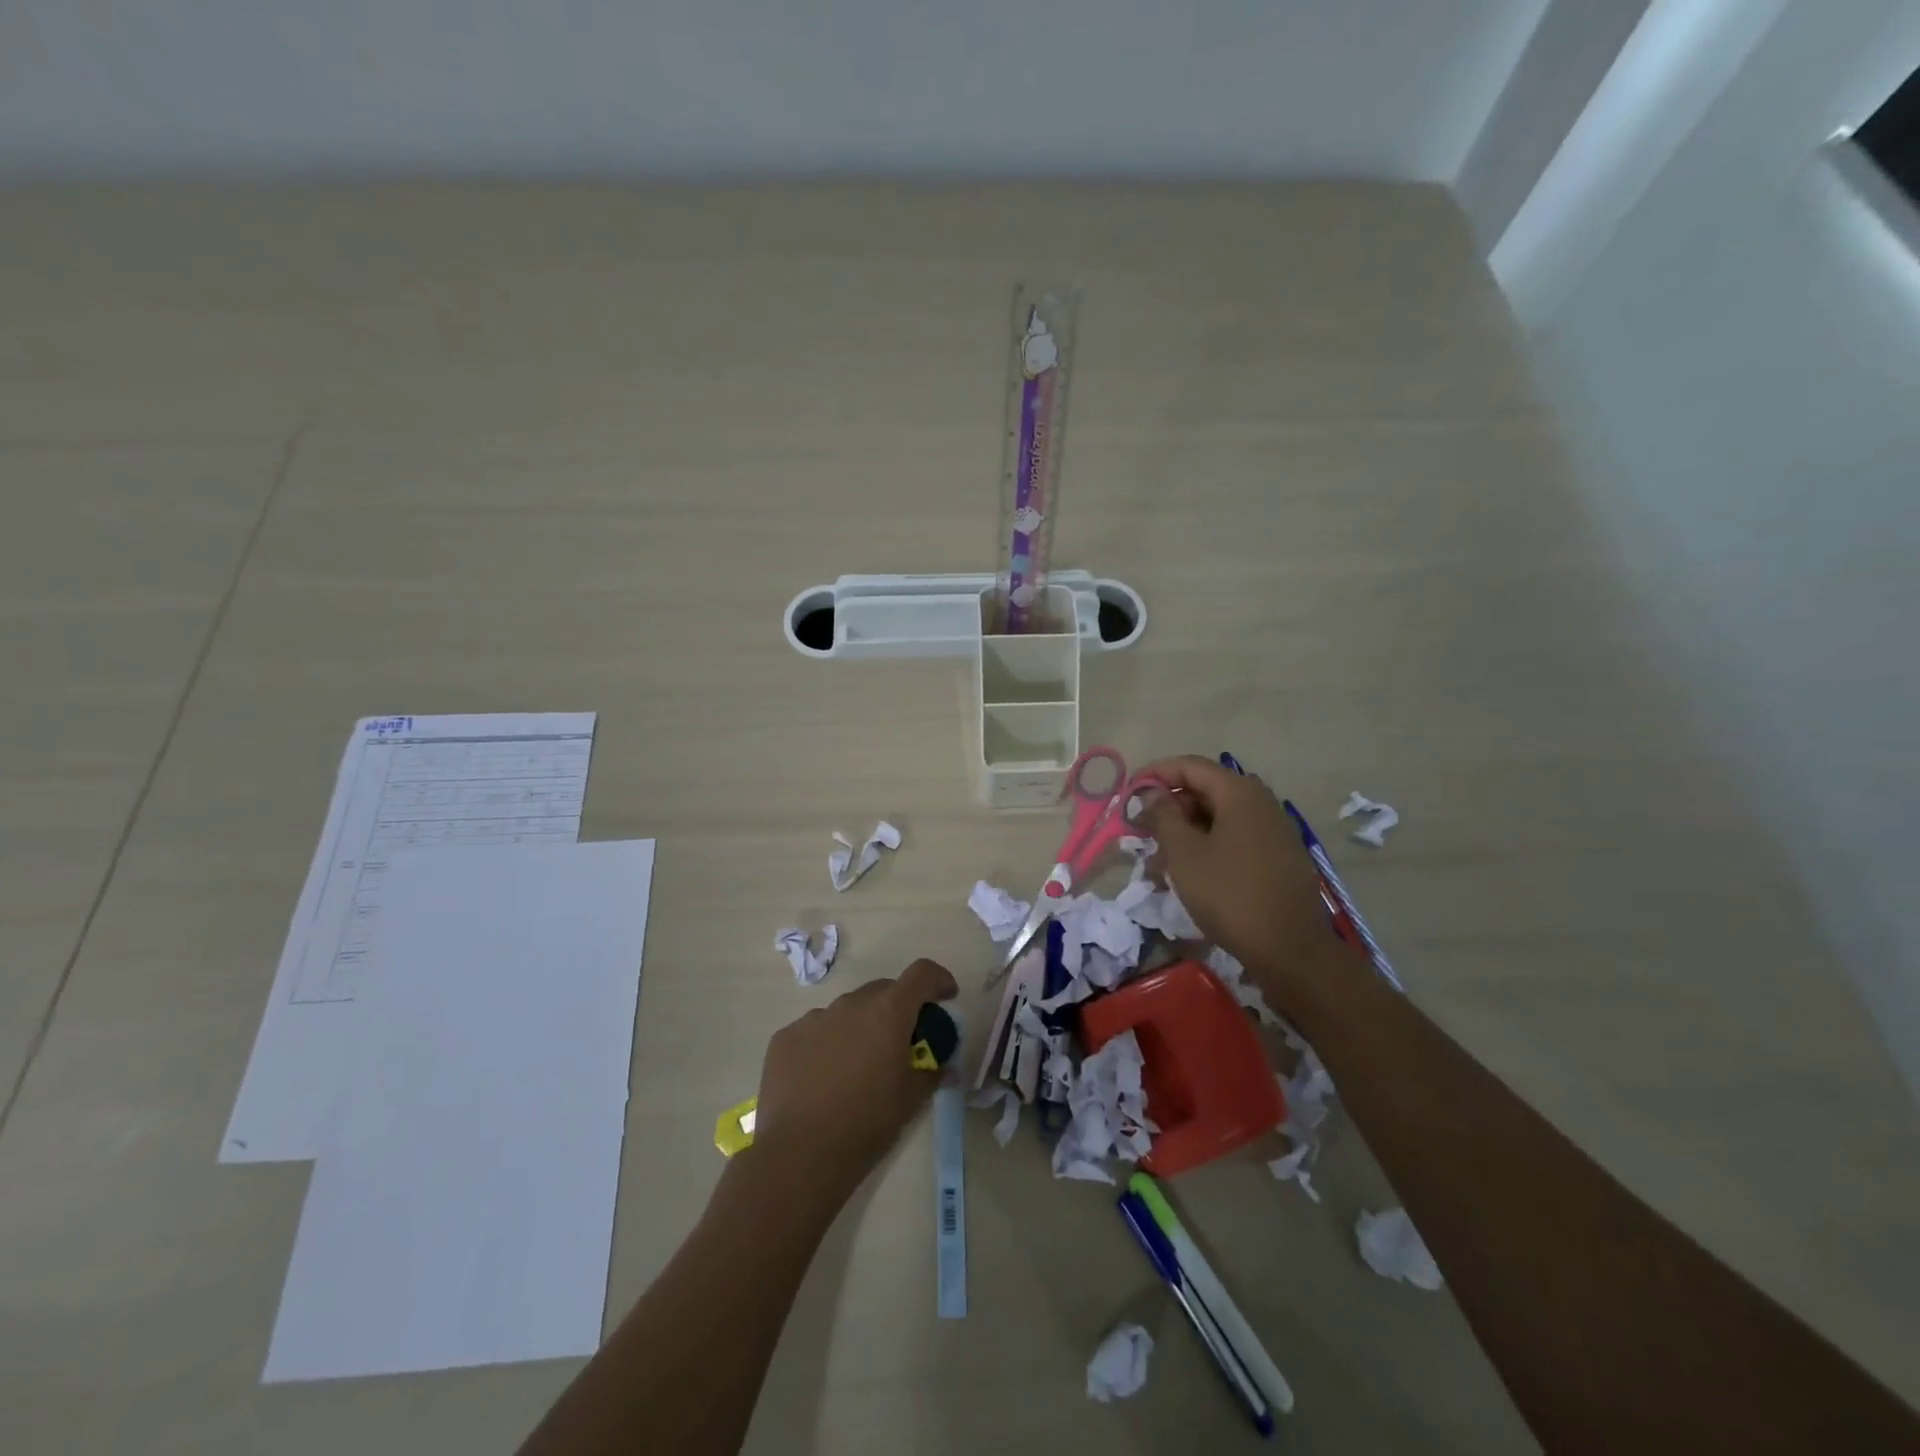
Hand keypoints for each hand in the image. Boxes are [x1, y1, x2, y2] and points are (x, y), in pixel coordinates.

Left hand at [749, 958, 958, 1195]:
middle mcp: (851, 1004)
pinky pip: (815, 1030)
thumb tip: (946, 1067)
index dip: (938, 980)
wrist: (799, 1154)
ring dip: (859, 1027)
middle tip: (900, 1041)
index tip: (946, 997)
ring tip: (856, 1066)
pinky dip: (826, 1043)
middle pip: (883, 991)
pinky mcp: (785, 1037)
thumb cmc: (866, 1123)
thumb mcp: (910, 1100)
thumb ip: (932, 1073)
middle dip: (898, 1008)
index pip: (921, 973)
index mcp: (888, 1012)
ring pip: (847, 1011)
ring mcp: (814, 1018)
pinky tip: (821, 1078)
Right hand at [1137, 756, 1360, 1011]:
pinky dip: (1208, 846)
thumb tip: (1151, 792)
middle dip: (1170, 807)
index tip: (1128, 793)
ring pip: (1220, 817)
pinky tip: (1189, 873)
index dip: (1155, 774)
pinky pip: (1236, 838)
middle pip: (1206, 790)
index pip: (1190, 766)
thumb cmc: (1230, 894)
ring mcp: (1274, 830)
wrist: (1291, 950)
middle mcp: (1262, 803)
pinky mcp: (1279, 857)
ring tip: (1159, 860)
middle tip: (1142, 830)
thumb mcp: (1184, 854)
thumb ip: (1164, 816)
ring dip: (1186, 831)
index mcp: (1240, 793)